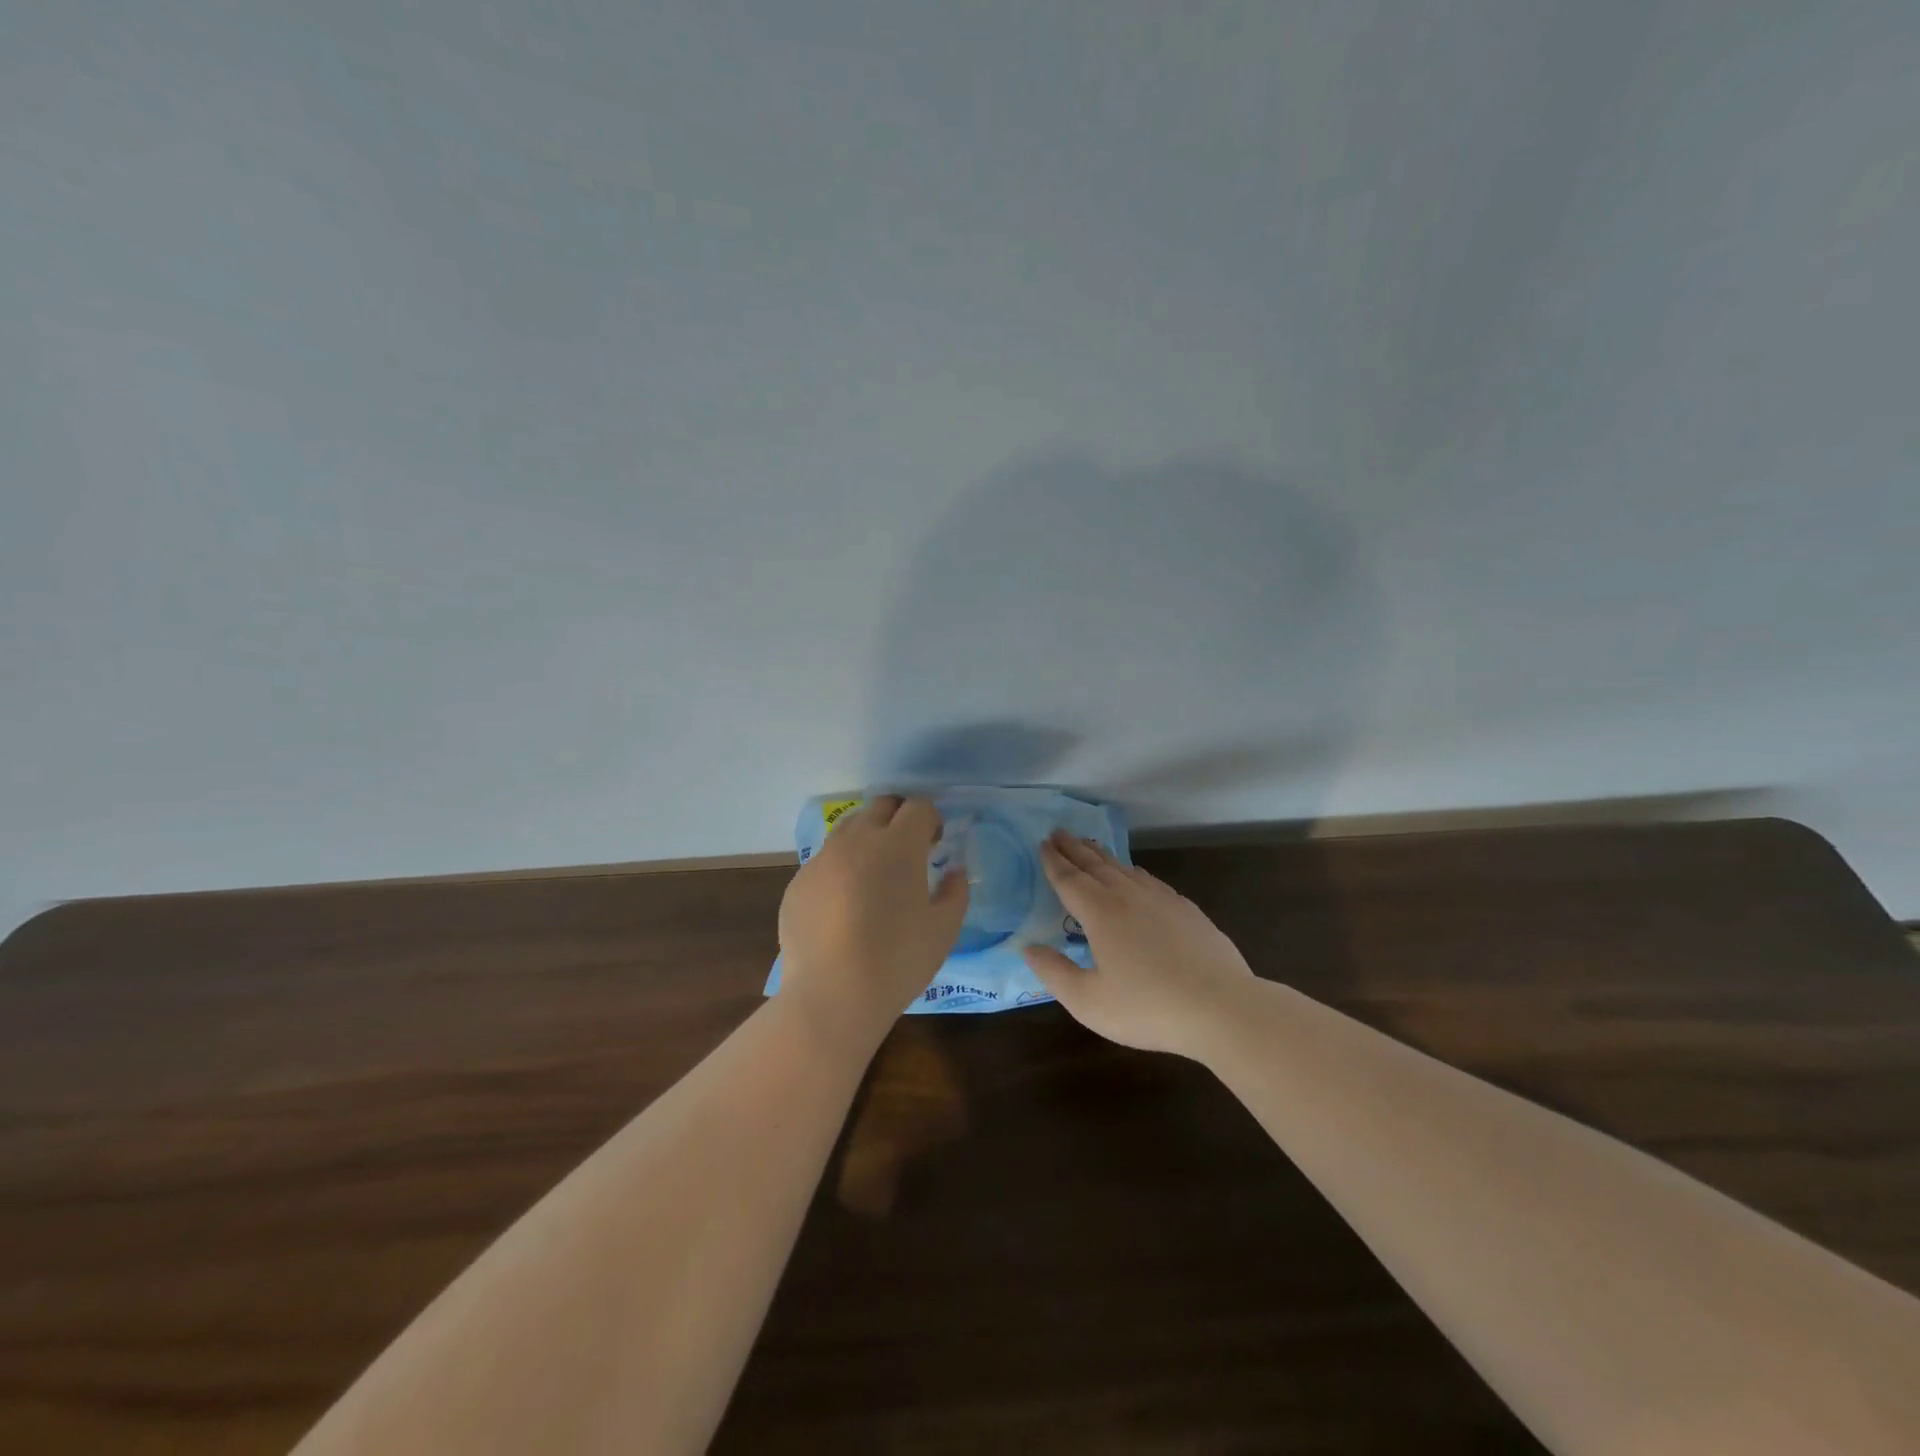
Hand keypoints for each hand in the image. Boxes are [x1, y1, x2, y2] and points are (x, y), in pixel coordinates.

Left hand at [777, 796, 968, 1052]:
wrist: (832, 995)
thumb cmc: (898, 960)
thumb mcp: (944, 929)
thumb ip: (955, 891)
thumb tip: (955, 871)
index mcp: (898, 845)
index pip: (917, 806)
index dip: (931, 819)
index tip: (935, 843)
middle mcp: (857, 840)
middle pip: (880, 805)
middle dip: (899, 817)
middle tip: (908, 850)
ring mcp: (822, 859)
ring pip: (848, 828)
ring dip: (867, 838)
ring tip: (874, 874)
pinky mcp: (798, 882)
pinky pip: (824, 860)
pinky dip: (840, 868)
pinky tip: (845, 905)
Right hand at [1022, 830, 1254, 1057]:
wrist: (1221, 1007)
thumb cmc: (1148, 1007)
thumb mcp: (1088, 1001)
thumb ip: (1054, 973)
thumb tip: (1029, 947)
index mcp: (1100, 913)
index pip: (1069, 879)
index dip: (1053, 861)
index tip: (1043, 843)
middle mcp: (1128, 896)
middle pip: (1095, 865)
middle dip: (1074, 848)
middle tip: (1059, 832)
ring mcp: (1161, 899)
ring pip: (1123, 868)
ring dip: (1101, 855)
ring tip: (1089, 845)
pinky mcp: (1186, 910)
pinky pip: (1149, 880)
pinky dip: (1132, 870)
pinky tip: (1134, 874)